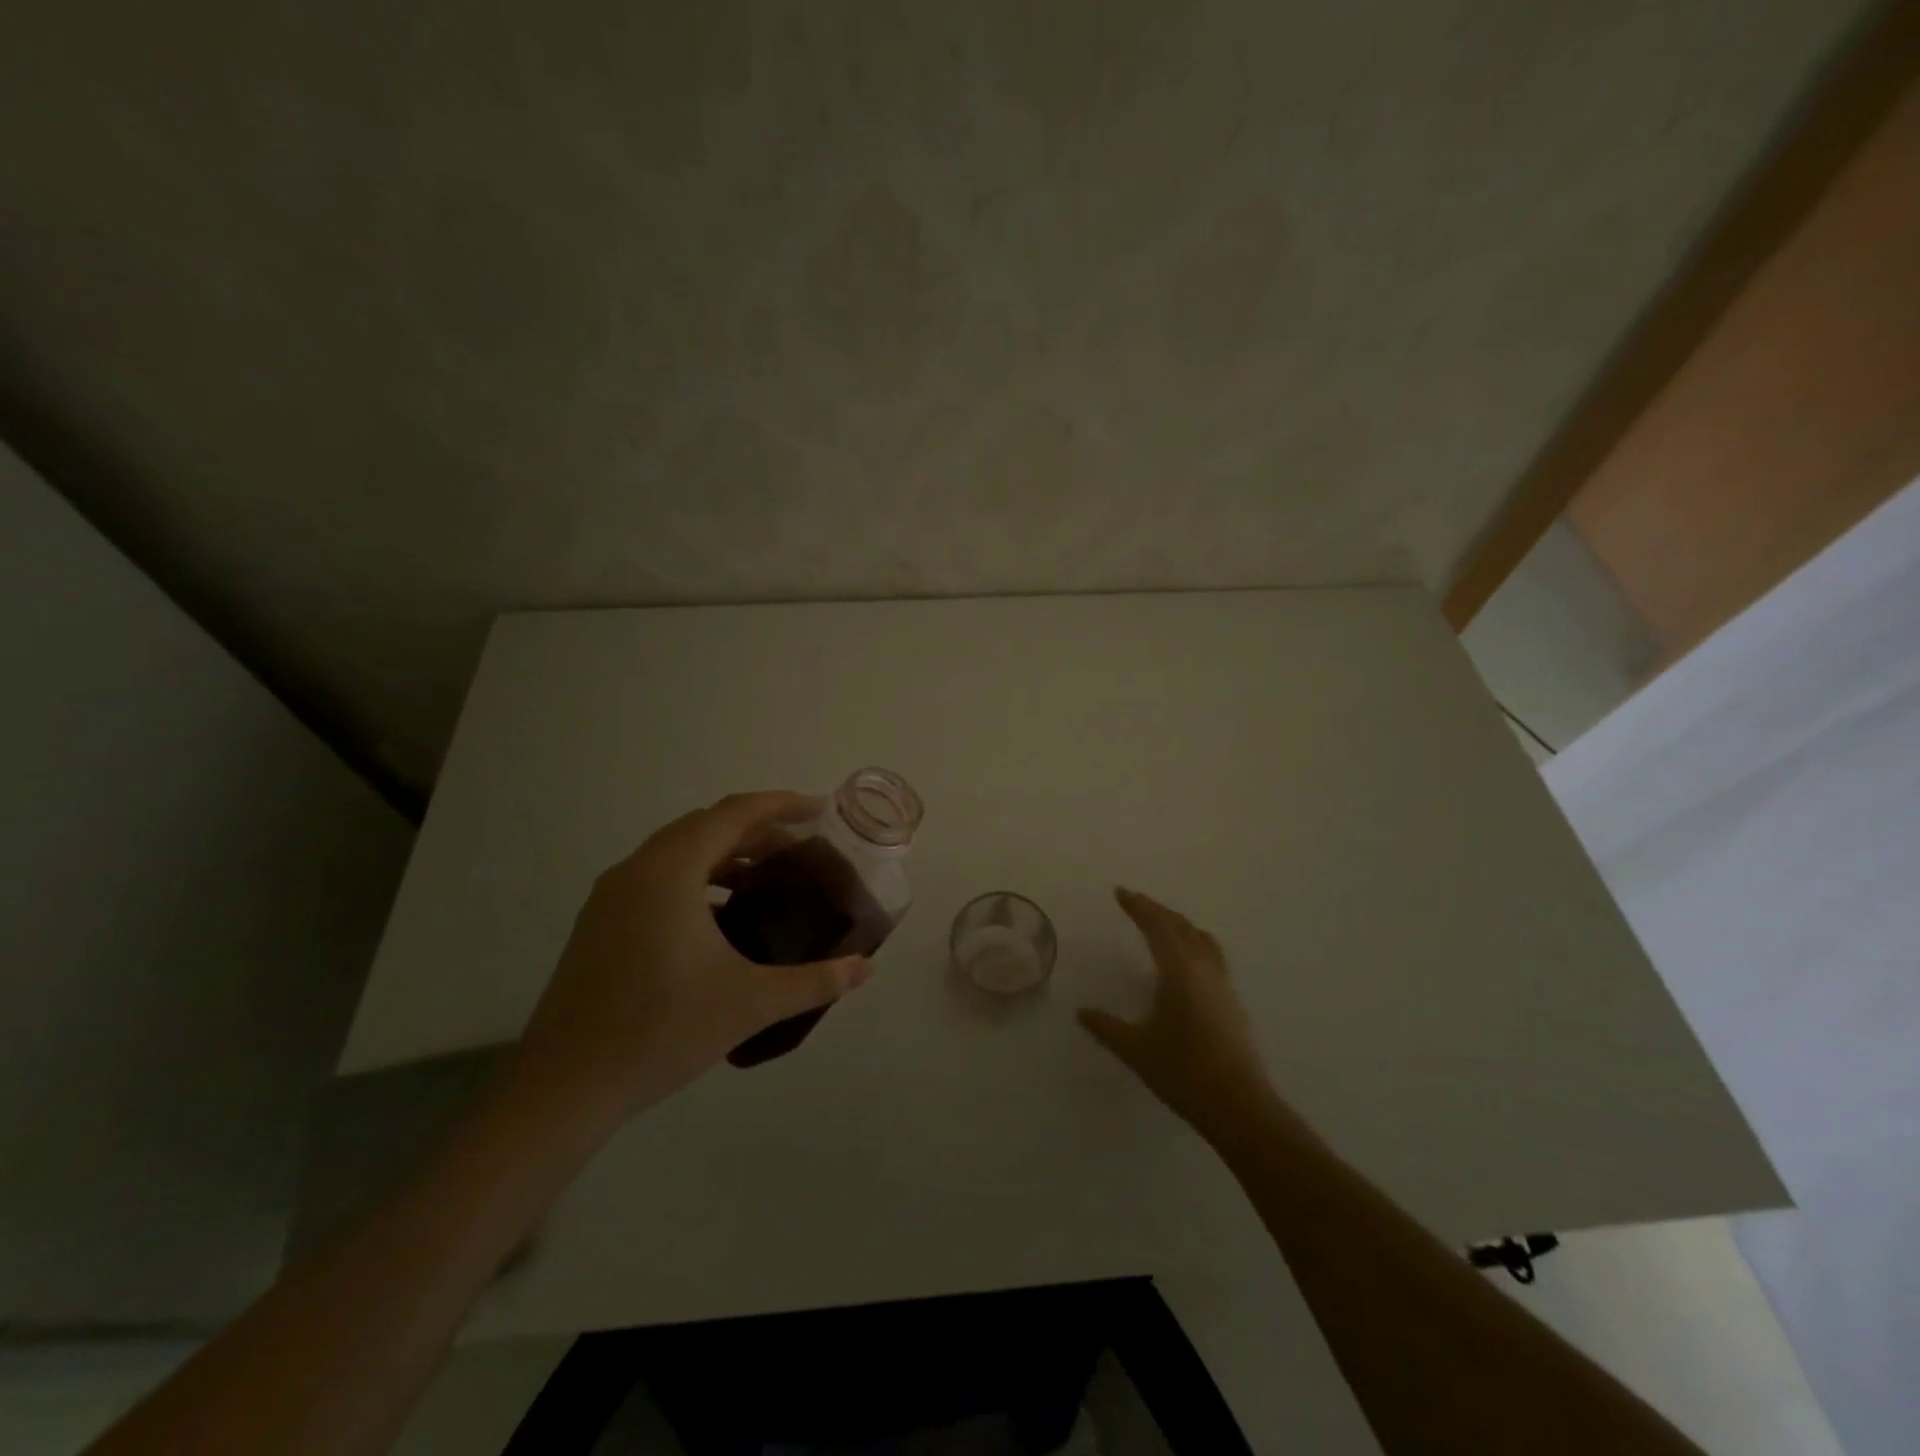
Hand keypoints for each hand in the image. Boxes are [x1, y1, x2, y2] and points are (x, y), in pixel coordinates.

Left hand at [510, 791, 874, 1116]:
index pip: (734, 813)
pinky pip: (657, 877)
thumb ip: (815, 981)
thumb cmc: (662, 1030)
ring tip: (766, 880)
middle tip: (801, 850)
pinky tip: (721, 919)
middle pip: (706, 826)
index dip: (781, 805)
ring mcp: (611, 896)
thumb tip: (866, 969)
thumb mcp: (750, 1002)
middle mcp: (637, 869)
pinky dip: (697, 879)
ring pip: (678, 852)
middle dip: (757, 830)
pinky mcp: (600, 922)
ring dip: (725, 854)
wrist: (564, 1086)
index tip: (819, 811)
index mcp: (671, 871)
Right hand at [1078, 888, 1293, 1148]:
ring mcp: (1222, 984)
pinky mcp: (1231, 1001)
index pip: (1157, 926)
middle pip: (1181, 926)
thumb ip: (1106, 1027)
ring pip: (1201, 938)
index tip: (1120, 892)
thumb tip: (1081, 1012)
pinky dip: (1193, 942)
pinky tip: (1184, 961)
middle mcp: (1204, 968)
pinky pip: (1211, 954)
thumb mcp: (1136, 1050)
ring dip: (1178, 924)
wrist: (1239, 1106)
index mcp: (1179, 970)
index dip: (1138, 906)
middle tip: (1135, 903)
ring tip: (1161, 924)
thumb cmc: (1183, 1073)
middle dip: (1157, 911)